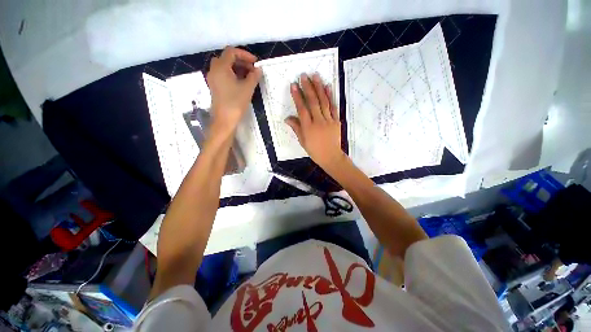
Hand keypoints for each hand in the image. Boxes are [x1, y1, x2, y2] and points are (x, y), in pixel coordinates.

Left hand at [207, 47, 261, 137]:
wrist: (224, 120)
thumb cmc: (235, 103)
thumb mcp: (247, 89)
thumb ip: (254, 76)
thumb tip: (258, 69)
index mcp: (221, 67)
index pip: (231, 52)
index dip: (245, 54)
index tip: (255, 62)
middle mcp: (214, 70)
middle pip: (227, 58)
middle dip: (241, 61)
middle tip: (253, 69)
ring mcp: (213, 79)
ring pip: (225, 67)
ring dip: (237, 68)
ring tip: (249, 76)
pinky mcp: (215, 86)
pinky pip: (223, 75)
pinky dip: (233, 74)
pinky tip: (242, 83)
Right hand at [286, 73, 345, 169]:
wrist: (331, 156)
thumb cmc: (314, 150)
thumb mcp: (302, 141)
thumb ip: (296, 128)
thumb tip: (287, 118)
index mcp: (308, 128)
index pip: (302, 109)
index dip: (297, 96)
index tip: (293, 85)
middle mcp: (318, 122)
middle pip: (313, 102)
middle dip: (308, 87)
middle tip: (304, 75)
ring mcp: (328, 120)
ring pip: (323, 102)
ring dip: (319, 88)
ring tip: (315, 76)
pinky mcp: (336, 121)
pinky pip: (333, 107)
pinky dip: (330, 96)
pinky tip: (328, 87)